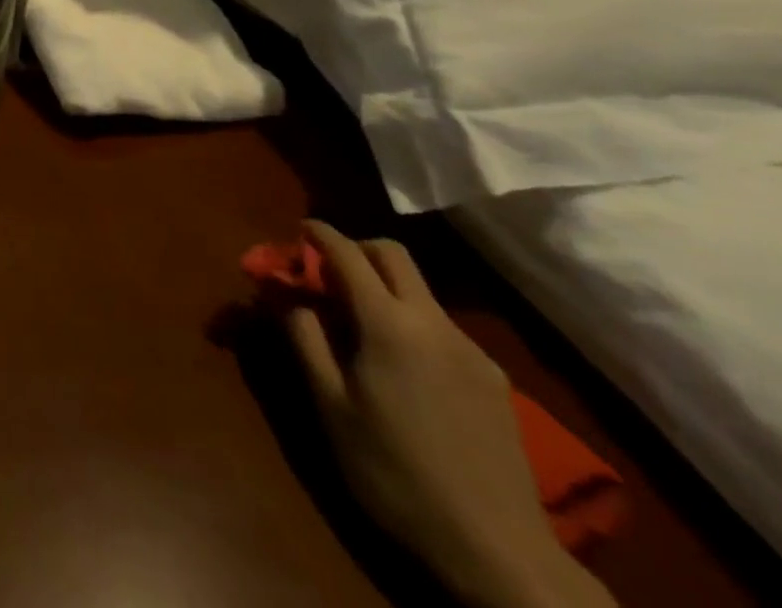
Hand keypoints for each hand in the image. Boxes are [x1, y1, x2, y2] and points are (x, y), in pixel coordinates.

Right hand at [287, 221, 614, 607]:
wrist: (498, 551)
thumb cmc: (394, 472)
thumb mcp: (331, 405)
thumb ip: (304, 336)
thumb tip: (283, 290)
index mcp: (388, 323)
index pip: (347, 253)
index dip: (318, 234)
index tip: (297, 230)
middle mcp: (432, 321)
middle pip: (392, 255)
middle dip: (356, 249)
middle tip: (326, 271)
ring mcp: (469, 349)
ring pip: (419, 290)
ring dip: (384, 287)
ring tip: (359, 325)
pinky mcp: (493, 378)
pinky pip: (441, 326)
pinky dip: (410, 320)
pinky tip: (402, 366)